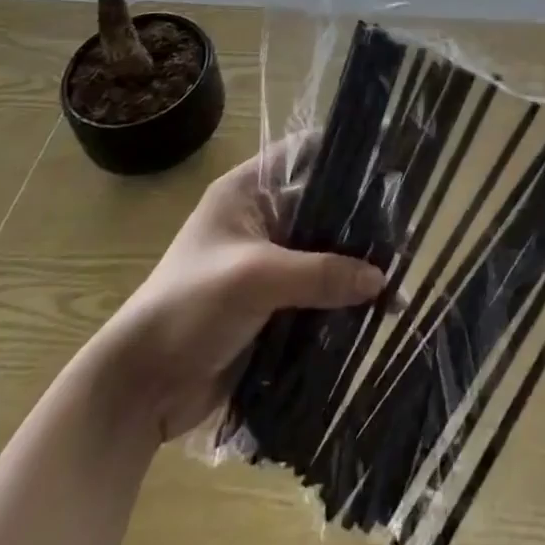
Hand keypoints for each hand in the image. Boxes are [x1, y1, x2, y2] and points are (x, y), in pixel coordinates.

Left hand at [99, 143, 383, 442]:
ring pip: (324, 250)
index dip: (343, 155)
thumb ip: (320, 273)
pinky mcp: (273, 302)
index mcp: (247, 190)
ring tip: (401, 271)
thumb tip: (382, 279)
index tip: (389, 163)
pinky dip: (343, 296)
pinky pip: (318, 288)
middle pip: (321, 205)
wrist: (137, 390)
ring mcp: (268, 261)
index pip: (304, 154)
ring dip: (355, 263)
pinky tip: (378, 306)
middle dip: (360, 219)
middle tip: (407, 227)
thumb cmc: (188, 308)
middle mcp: (261, 218)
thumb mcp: (255, 279)